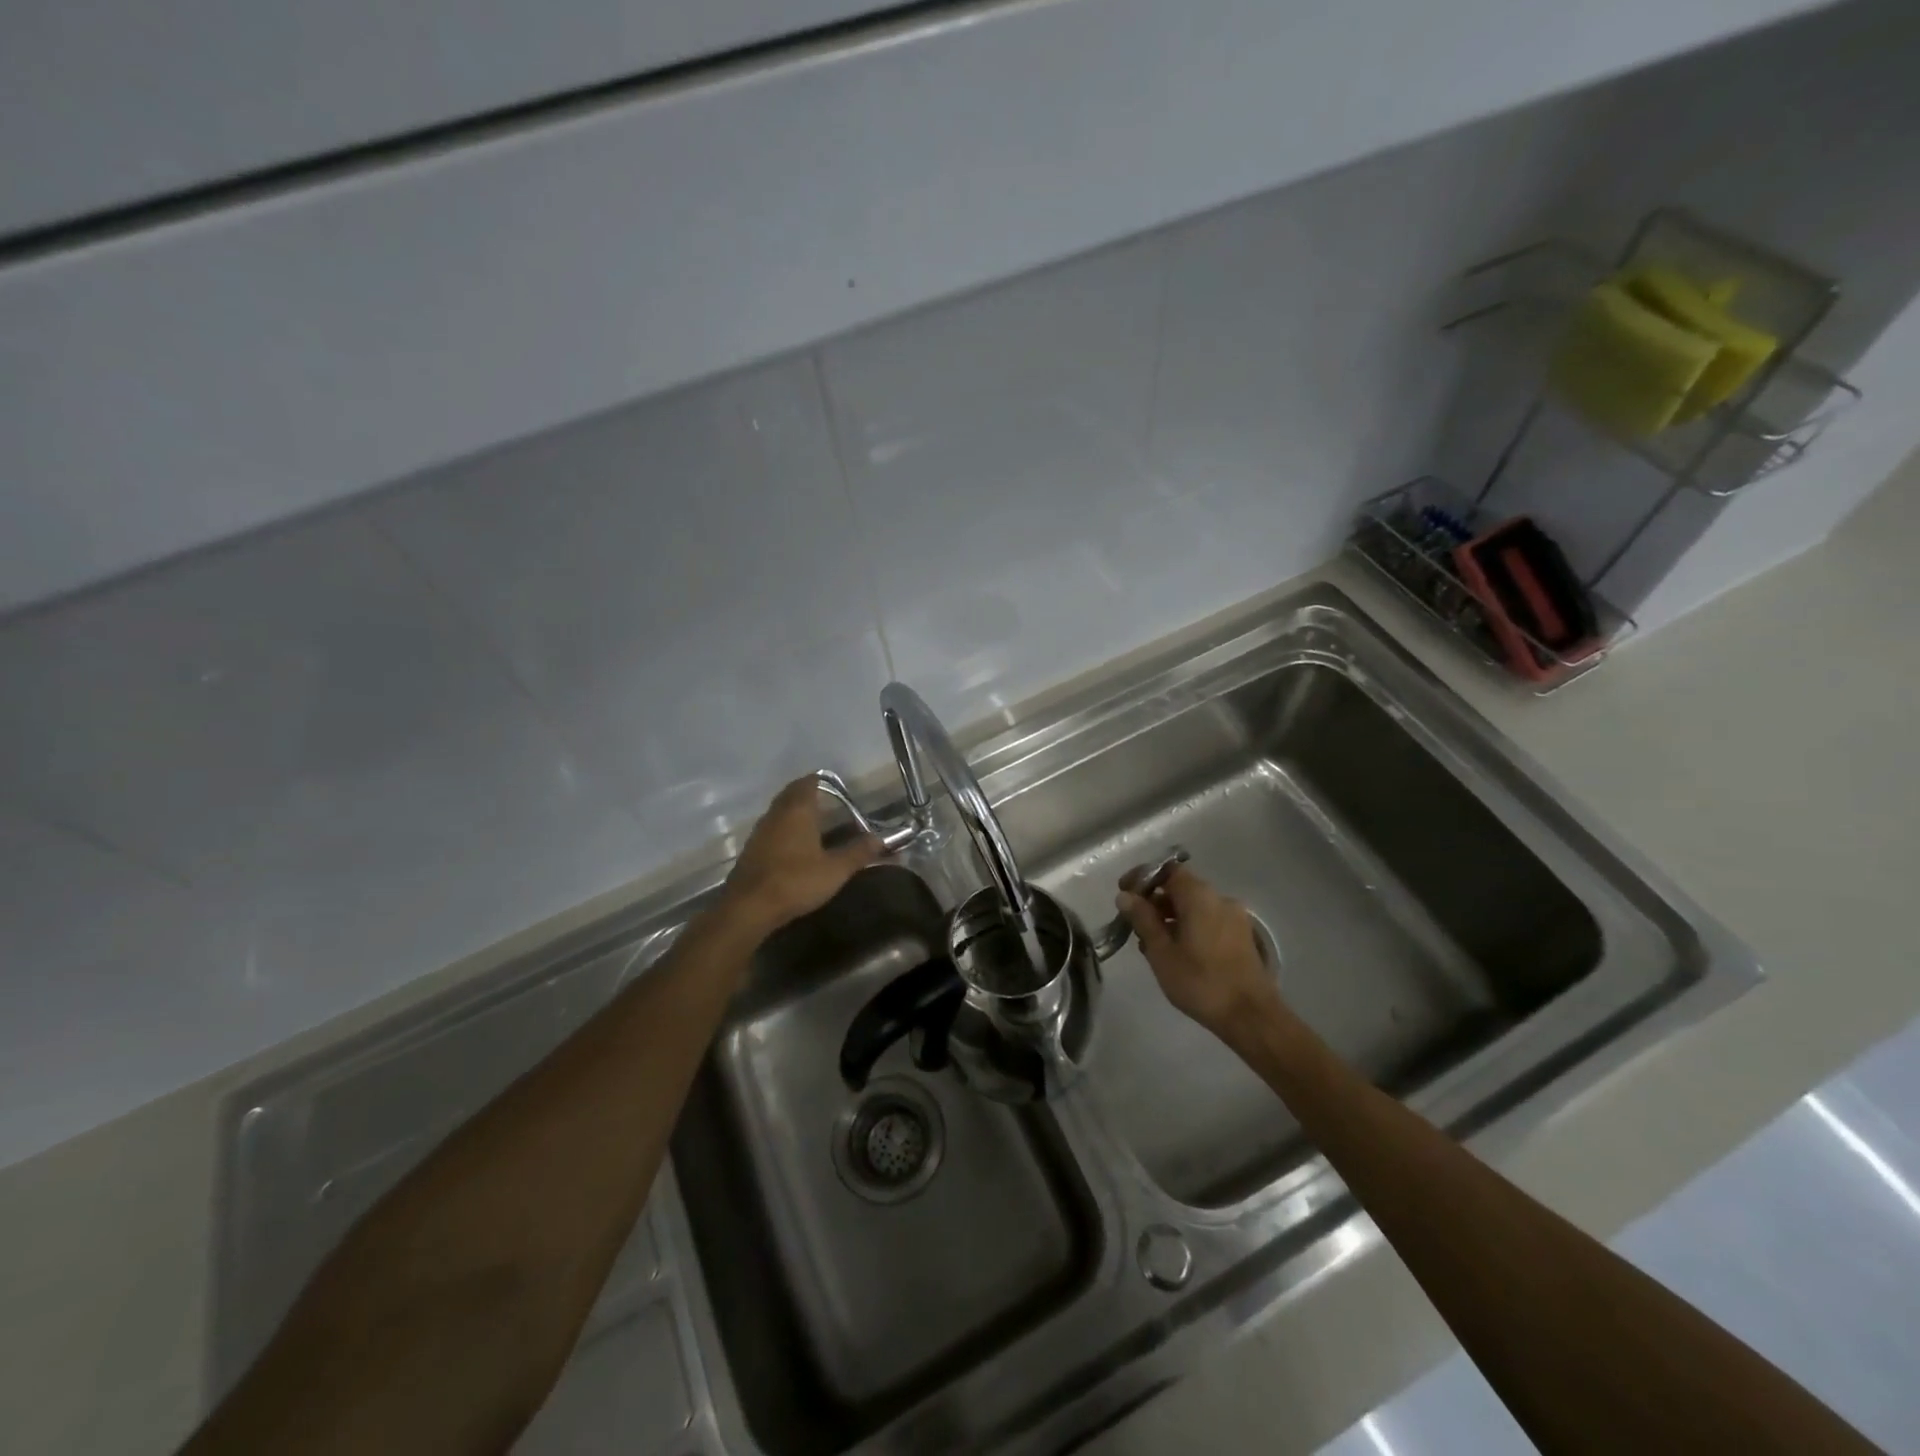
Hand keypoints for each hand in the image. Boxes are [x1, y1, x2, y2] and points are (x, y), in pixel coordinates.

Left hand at [721, 777, 882, 936]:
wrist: (749, 907)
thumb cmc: (796, 881)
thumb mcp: (835, 870)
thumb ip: (858, 852)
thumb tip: (881, 839)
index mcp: (798, 811)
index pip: (807, 783)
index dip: (820, 781)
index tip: (834, 785)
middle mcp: (776, 814)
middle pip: (791, 794)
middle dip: (807, 794)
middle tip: (826, 800)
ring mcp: (760, 831)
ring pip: (778, 811)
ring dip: (793, 811)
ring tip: (812, 821)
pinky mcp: (751, 850)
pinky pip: (770, 829)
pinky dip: (783, 829)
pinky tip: (793, 845)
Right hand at [1116, 866, 1281, 1036]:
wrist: (1251, 1016)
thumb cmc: (1200, 982)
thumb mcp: (1161, 952)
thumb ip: (1142, 919)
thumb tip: (1125, 896)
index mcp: (1199, 896)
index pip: (1167, 870)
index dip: (1143, 877)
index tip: (1124, 893)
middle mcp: (1220, 898)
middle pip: (1181, 888)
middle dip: (1155, 901)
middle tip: (1134, 923)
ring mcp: (1235, 917)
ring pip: (1195, 906)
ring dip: (1171, 916)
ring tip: (1152, 943)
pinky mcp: (1242, 936)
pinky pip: (1209, 920)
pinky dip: (1189, 927)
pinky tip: (1177, 952)